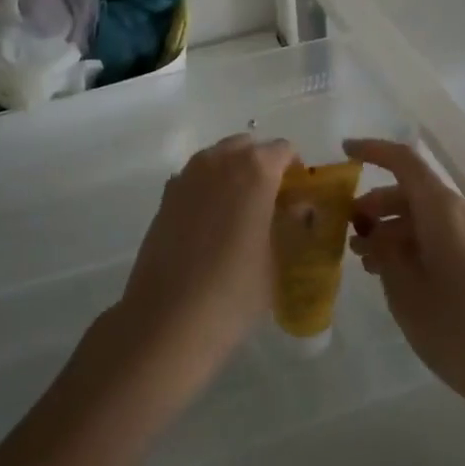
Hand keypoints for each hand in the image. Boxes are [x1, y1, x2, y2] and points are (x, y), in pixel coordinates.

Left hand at [113, 134, 298, 402]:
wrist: (168, 318)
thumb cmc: (234, 291)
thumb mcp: (277, 259)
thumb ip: (289, 224)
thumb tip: (297, 207)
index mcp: (255, 169)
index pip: (284, 150)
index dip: (295, 170)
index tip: (298, 198)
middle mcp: (219, 161)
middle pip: (248, 147)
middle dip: (262, 166)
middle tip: (271, 202)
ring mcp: (187, 175)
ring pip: (219, 158)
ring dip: (234, 174)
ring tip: (241, 213)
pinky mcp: (166, 196)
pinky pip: (196, 178)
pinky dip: (209, 189)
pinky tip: (211, 225)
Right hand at [344, 138, 464, 422]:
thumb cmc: (455, 329)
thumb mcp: (404, 291)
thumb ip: (384, 251)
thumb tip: (375, 233)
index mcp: (445, 210)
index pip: (405, 162)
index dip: (373, 151)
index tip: (345, 151)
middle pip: (415, 191)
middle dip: (378, 206)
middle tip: (349, 233)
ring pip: (430, 215)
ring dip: (397, 228)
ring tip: (369, 261)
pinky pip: (448, 233)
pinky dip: (420, 241)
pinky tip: (400, 273)